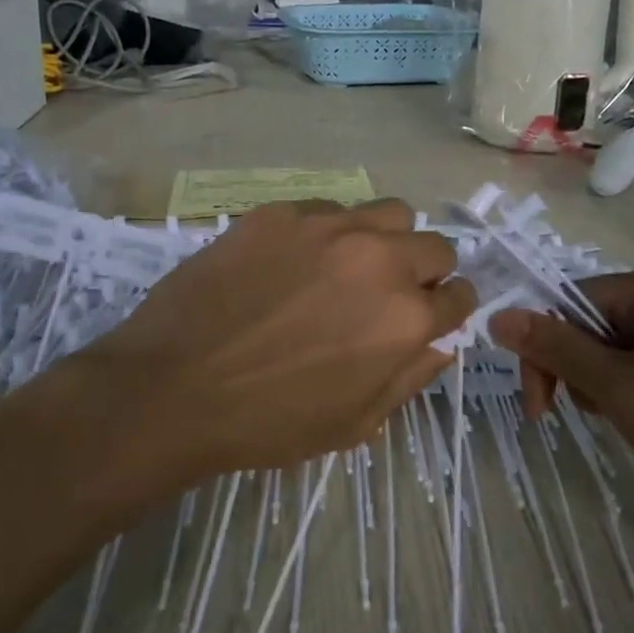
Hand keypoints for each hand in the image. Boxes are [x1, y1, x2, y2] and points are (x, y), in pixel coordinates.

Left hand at [65, 199, 474, 481]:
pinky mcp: (281, 213)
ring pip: (387, 212)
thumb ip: (408, 379)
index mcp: (405, 317)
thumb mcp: (353, 423)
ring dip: (383, 239)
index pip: (460, 295)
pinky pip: (327, 209)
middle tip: (388, 294)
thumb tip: (440, 346)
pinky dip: (327, 232)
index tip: (432, 315)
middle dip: (425, 271)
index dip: (449, 308)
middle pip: (434, 245)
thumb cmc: (268, 421)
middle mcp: (379, 259)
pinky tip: (292, 261)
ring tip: (348, 266)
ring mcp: (328, 227)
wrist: (173, 387)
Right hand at [488, 266, 633, 543]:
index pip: (566, 303)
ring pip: (613, 351)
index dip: (545, 352)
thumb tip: (497, 315)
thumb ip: (557, 349)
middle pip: (588, 325)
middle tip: (604, 418)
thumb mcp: (621, 390)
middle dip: (582, 374)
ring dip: (606, 389)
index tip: (541, 410)